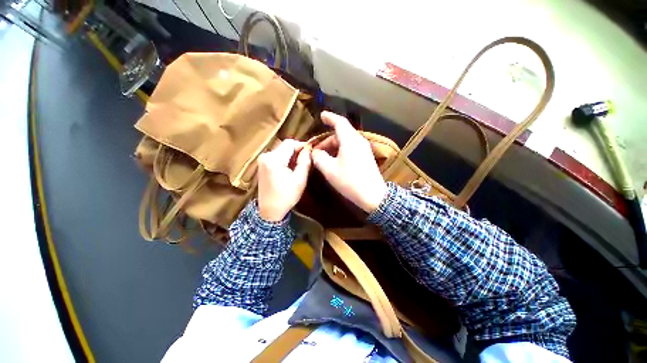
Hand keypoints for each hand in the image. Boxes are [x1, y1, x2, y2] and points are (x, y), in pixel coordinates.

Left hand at [257, 140, 311, 221]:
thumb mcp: (300, 180)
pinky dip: (285, 159)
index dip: (302, 145)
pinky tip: (290, 168)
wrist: (269, 211)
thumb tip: (308, 149)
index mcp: (274, 159)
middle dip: (297, 150)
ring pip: (281, 150)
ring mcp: (262, 160)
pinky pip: (276, 156)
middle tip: (307, 159)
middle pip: (285, 146)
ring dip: (291, 155)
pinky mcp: (262, 165)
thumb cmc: (286, 197)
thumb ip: (304, 162)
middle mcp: (265, 156)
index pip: (290, 143)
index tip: (311, 151)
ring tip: (300, 164)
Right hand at [311, 111, 386, 212]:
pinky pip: (351, 148)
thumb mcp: (329, 170)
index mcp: (350, 140)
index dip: (330, 117)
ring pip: (346, 141)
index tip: (321, 116)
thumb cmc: (350, 181)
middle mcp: (358, 141)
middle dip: (327, 140)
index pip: (340, 122)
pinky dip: (341, 150)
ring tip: (323, 157)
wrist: (373, 195)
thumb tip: (315, 152)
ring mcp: (364, 149)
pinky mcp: (366, 156)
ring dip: (333, 146)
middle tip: (316, 150)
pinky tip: (334, 160)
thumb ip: (319, 158)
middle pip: (341, 133)